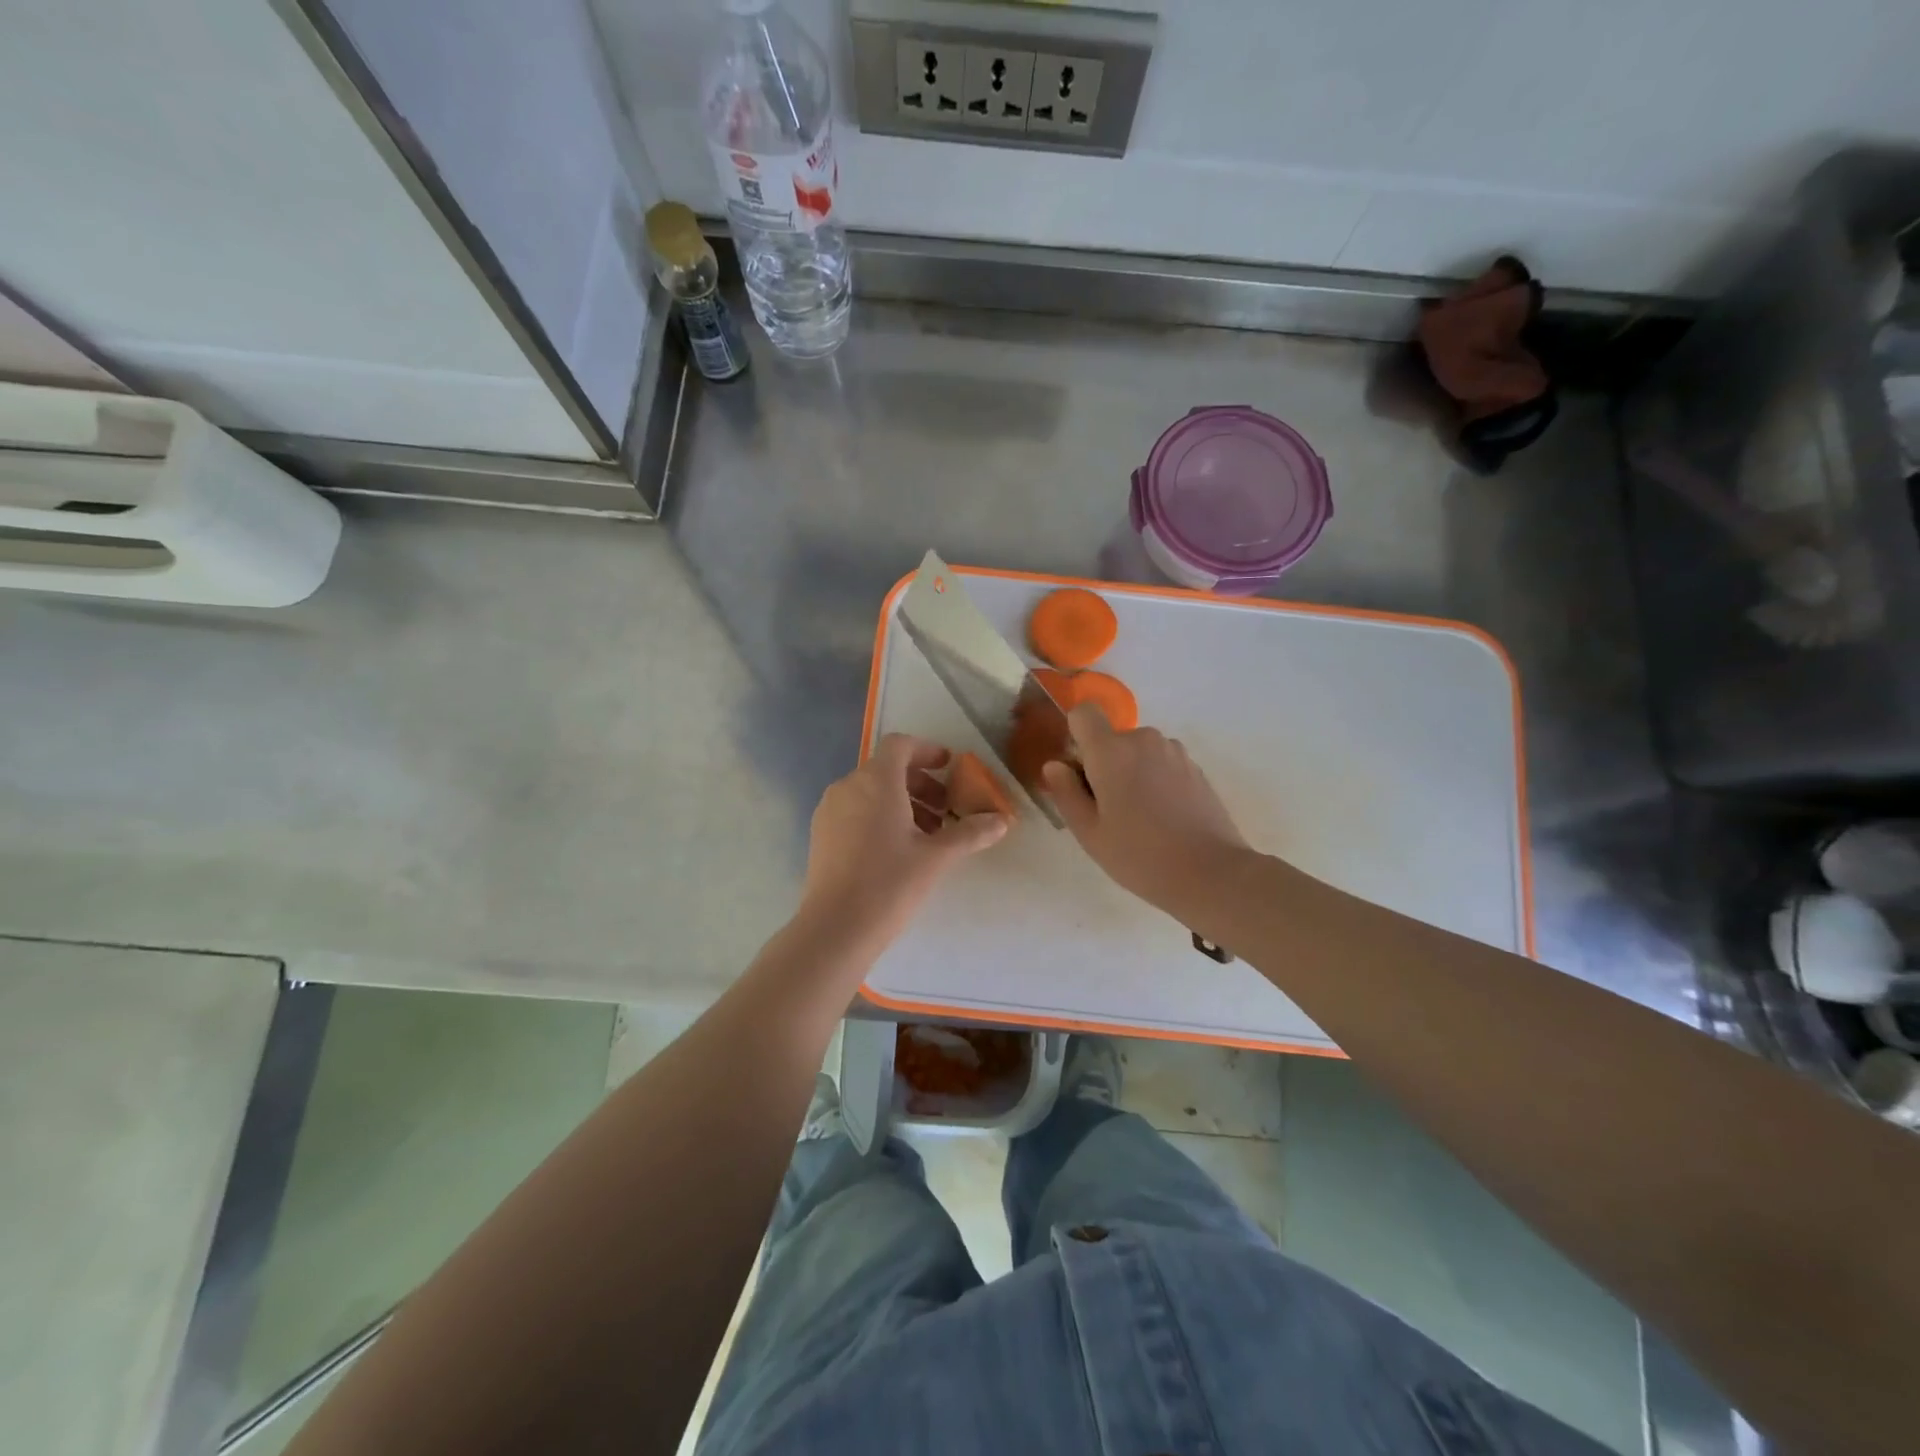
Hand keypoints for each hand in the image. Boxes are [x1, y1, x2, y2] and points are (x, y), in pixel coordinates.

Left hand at [796, 734, 1009, 961]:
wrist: (835, 929)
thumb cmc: (890, 883)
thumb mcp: (937, 857)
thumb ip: (970, 833)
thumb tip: (1001, 820)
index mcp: (876, 781)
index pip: (900, 745)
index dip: (927, 751)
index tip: (949, 767)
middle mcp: (848, 787)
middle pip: (887, 769)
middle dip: (920, 784)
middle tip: (945, 811)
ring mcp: (829, 810)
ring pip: (870, 791)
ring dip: (902, 802)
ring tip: (926, 835)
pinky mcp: (821, 834)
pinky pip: (855, 810)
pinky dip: (879, 816)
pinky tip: (897, 850)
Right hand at [1042, 705, 1250, 920]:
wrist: (1210, 873)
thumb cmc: (1139, 855)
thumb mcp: (1089, 833)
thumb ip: (1066, 793)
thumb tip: (1055, 765)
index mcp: (1111, 751)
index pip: (1083, 713)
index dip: (1075, 735)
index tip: (1079, 771)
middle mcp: (1144, 740)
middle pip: (1111, 739)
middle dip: (1104, 764)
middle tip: (1108, 810)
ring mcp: (1174, 752)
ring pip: (1138, 752)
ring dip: (1132, 772)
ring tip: (1139, 817)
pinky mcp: (1196, 767)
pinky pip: (1161, 763)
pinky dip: (1155, 781)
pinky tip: (1164, 818)